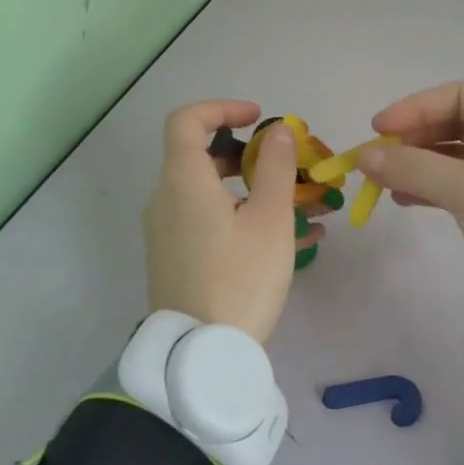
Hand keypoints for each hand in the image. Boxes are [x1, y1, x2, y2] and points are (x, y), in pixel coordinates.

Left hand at [143, 101, 300, 343]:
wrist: (199, 356)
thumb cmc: (239, 278)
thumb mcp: (270, 219)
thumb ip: (275, 166)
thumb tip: (278, 130)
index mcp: (183, 181)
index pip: (187, 120)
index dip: (223, 108)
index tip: (259, 119)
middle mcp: (166, 199)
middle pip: (199, 155)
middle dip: (245, 153)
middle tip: (284, 167)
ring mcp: (165, 231)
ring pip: (207, 191)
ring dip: (249, 188)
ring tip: (298, 207)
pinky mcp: (172, 257)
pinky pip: (205, 220)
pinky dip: (238, 214)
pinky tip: (284, 239)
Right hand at [358, 81, 463, 323]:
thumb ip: (413, 167)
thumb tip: (363, 156)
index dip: (416, 108)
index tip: (378, 129)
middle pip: (461, 122)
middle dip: (416, 138)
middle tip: (377, 157)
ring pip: (461, 154)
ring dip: (421, 163)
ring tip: (384, 179)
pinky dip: (436, 186)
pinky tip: (404, 198)